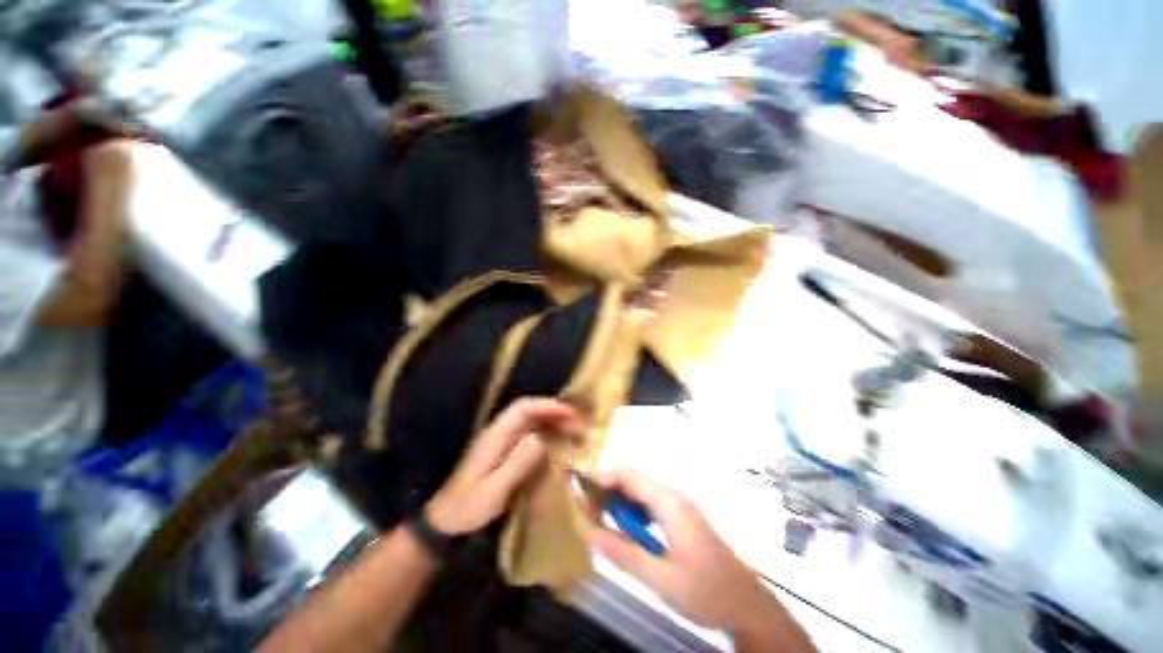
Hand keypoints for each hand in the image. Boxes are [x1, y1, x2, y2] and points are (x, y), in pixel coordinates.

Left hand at [425, 398, 583, 535]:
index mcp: (495, 436)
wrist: (446, 523)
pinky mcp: (506, 452)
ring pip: (533, 422)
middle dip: (555, 412)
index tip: (570, 412)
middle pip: (530, 412)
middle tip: (580, 422)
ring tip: (576, 431)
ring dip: (554, 422)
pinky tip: (561, 444)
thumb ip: (517, 463)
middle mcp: (500, 432)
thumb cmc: (468, 508)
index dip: (547, 406)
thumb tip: (542, 438)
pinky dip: (549, 435)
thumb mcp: (493, 490)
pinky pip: (532, 435)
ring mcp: (503, 441)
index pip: (523, 409)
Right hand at [584, 470, 768, 632]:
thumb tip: (588, 532)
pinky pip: (649, 505)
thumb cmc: (705, 591)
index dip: (601, 479)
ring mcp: (678, 506)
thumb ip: (623, 553)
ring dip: (618, 503)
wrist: (746, 604)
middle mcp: (673, 496)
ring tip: (602, 524)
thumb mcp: (660, 578)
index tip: (580, 495)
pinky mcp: (681, 517)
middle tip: (588, 516)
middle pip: (632, 480)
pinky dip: (632, 513)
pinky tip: (627, 532)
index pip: (628, 475)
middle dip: (607, 492)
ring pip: (640, 492)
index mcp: (669, 502)